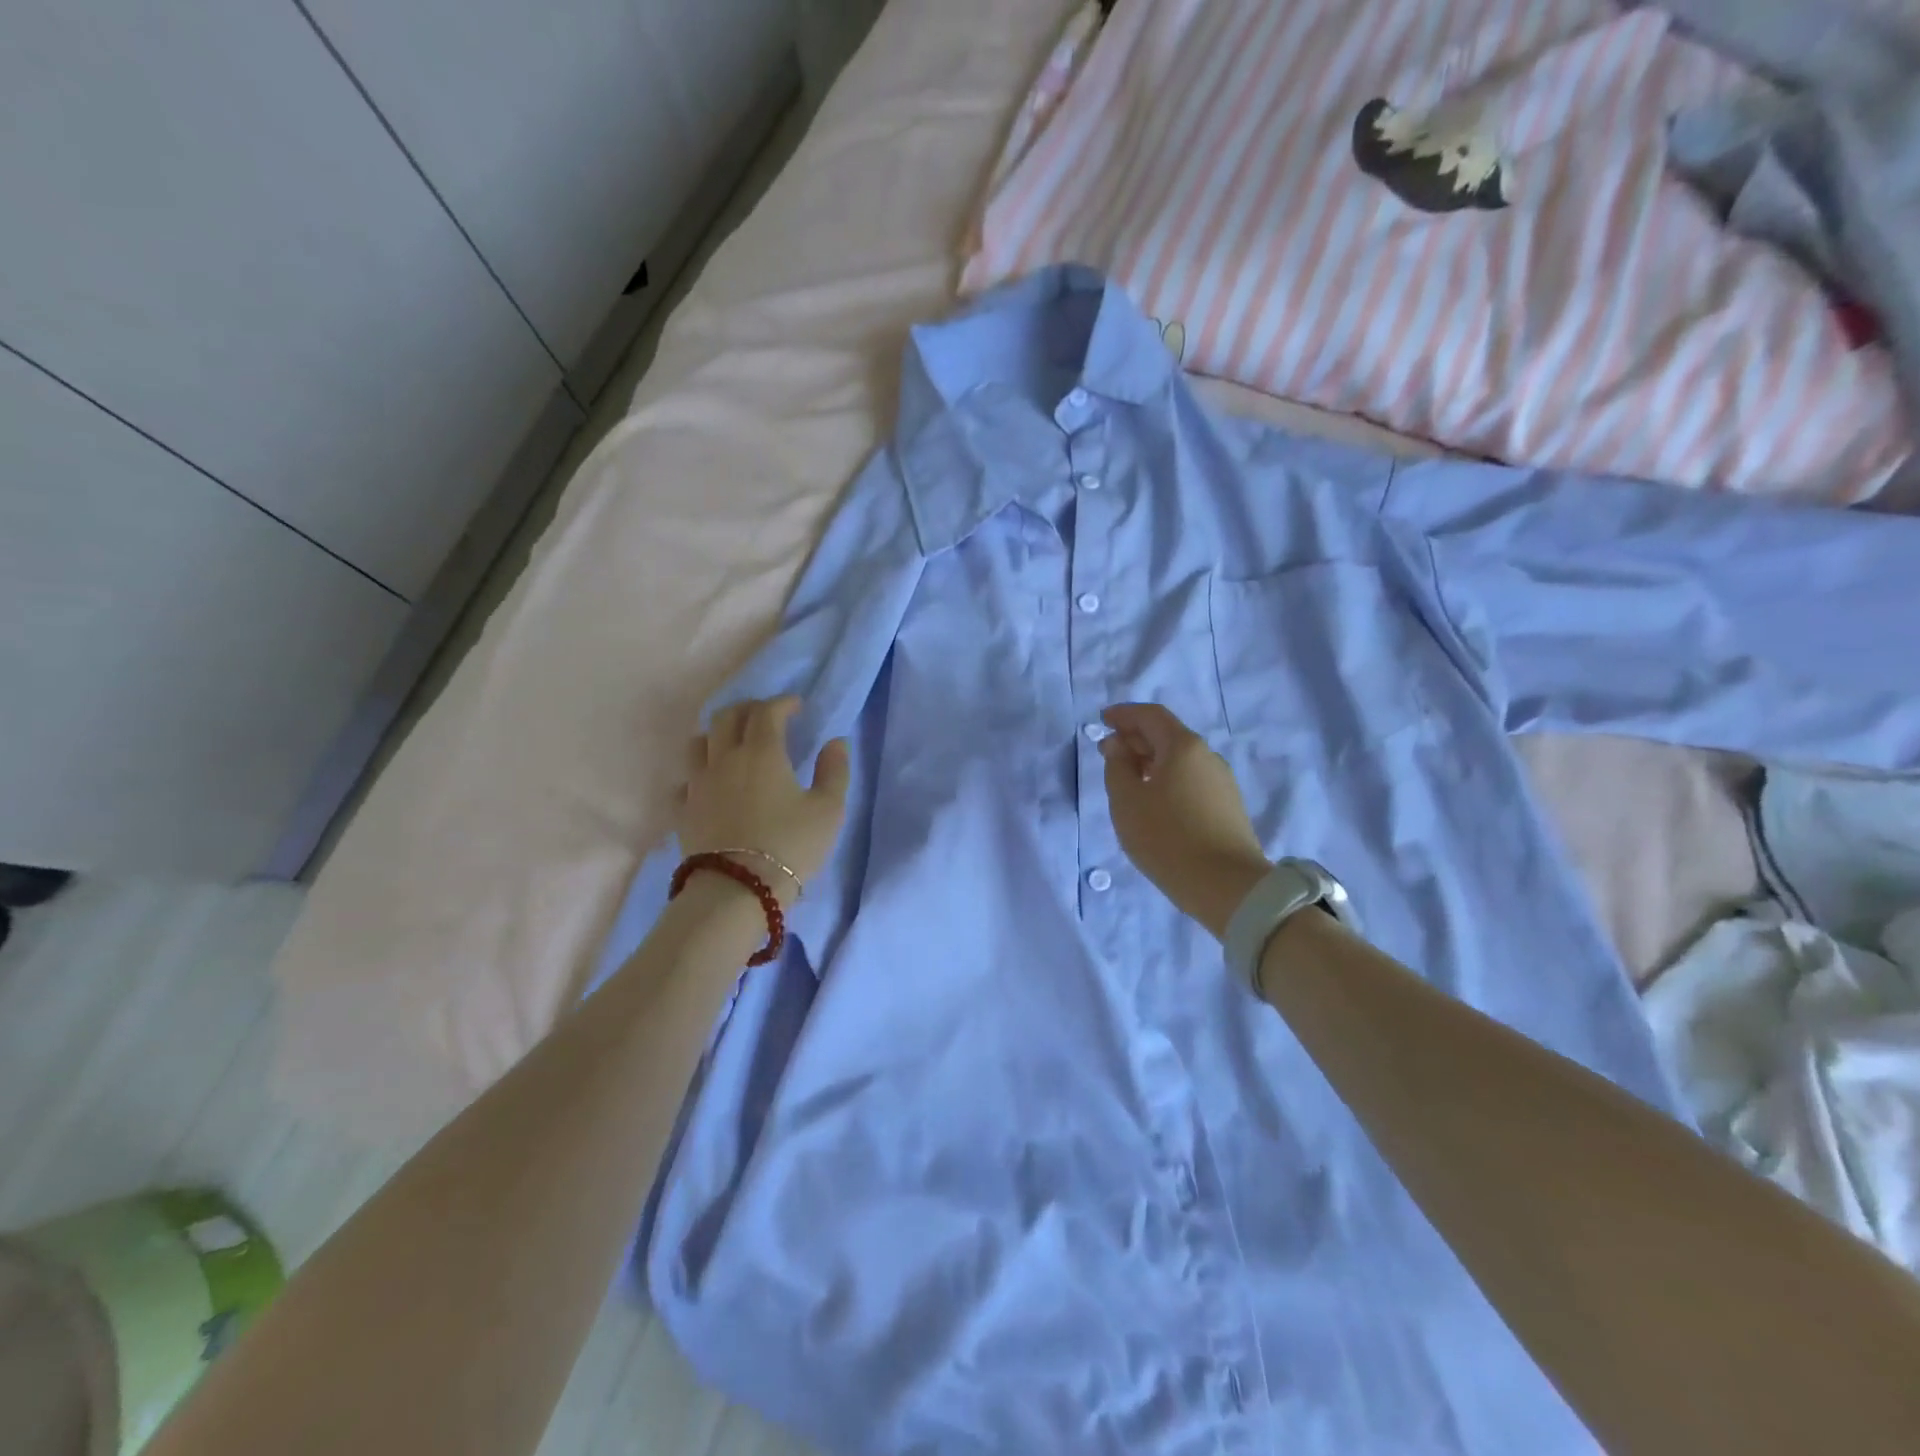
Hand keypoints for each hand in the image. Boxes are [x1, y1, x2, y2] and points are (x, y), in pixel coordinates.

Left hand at [679, 697, 850, 903]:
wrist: (737, 890)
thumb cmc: (790, 846)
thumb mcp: (828, 810)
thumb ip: (835, 771)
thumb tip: (836, 743)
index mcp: (761, 752)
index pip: (766, 711)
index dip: (782, 703)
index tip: (797, 706)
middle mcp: (724, 759)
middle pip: (726, 717)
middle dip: (748, 709)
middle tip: (766, 716)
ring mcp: (698, 784)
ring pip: (699, 742)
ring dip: (718, 734)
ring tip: (733, 743)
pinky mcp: (683, 810)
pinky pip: (686, 780)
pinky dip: (700, 773)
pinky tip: (711, 783)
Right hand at [1099, 703, 1269, 938]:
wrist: (1226, 886)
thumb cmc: (1167, 838)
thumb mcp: (1127, 801)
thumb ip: (1117, 766)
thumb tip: (1117, 745)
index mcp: (1183, 746)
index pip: (1151, 715)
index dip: (1124, 714)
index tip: (1102, 719)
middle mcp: (1207, 756)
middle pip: (1168, 735)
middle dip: (1135, 738)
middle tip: (1108, 751)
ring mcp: (1221, 781)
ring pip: (1180, 759)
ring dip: (1150, 760)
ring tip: (1126, 779)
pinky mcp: (1227, 806)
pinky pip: (1190, 779)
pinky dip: (1166, 778)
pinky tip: (1153, 801)